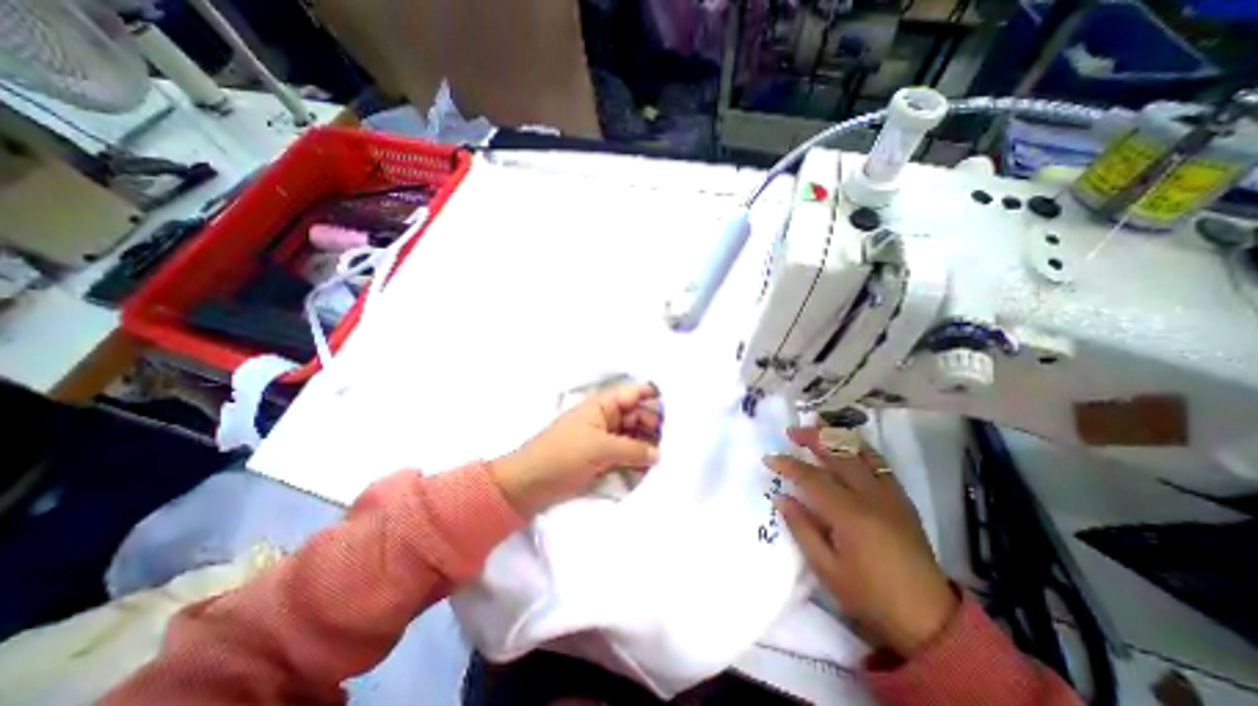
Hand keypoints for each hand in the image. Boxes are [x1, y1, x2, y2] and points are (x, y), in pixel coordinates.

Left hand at [490, 384, 662, 515]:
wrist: (528, 485)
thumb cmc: (561, 456)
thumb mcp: (599, 449)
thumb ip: (632, 450)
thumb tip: (659, 454)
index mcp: (603, 405)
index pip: (634, 394)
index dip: (655, 397)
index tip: (680, 407)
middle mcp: (607, 419)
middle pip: (639, 416)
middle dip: (656, 427)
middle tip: (678, 441)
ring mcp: (606, 440)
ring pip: (635, 437)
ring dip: (650, 446)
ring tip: (671, 456)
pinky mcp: (603, 459)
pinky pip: (627, 455)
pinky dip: (639, 460)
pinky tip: (654, 468)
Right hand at [762, 424, 959, 660]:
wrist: (929, 619)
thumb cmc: (870, 596)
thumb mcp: (826, 569)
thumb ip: (801, 528)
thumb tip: (780, 497)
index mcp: (849, 515)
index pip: (811, 478)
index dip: (787, 465)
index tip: (769, 458)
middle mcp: (870, 496)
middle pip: (838, 454)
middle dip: (812, 437)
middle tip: (792, 431)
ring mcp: (890, 494)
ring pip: (862, 452)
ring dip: (837, 436)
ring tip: (818, 427)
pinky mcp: (901, 499)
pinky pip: (879, 463)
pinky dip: (859, 449)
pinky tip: (847, 447)